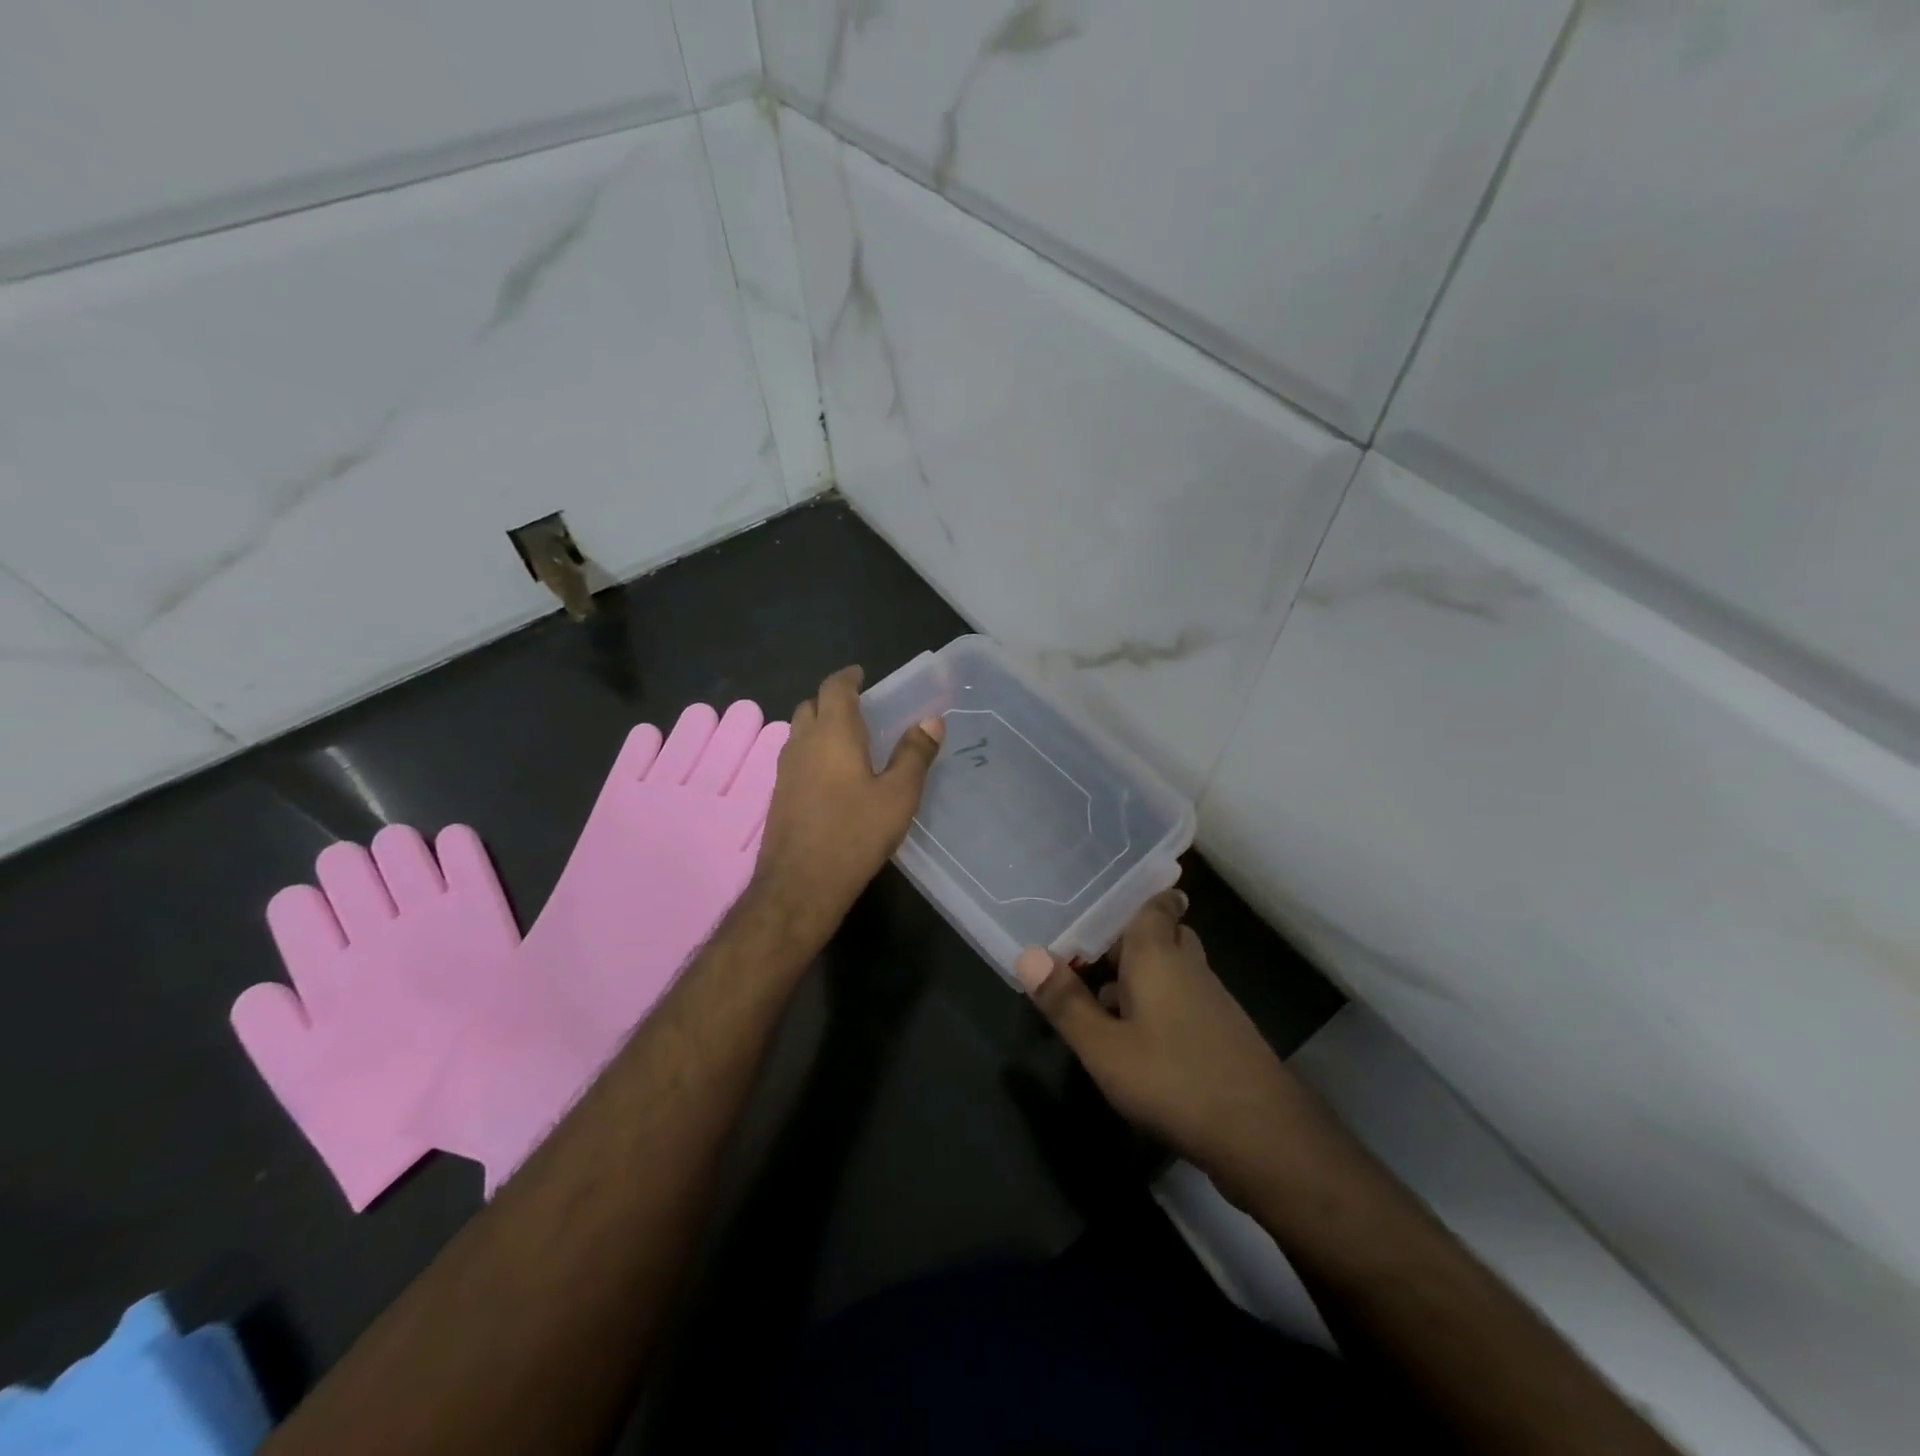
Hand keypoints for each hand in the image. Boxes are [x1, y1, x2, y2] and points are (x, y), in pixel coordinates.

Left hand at [746, 665, 943, 952]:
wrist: (800, 885)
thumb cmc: (854, 834)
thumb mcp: (898, 795)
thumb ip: (914, 755)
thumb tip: (931, 720)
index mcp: (832, 733)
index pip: (834, 688)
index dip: (848, 677)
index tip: (863, 675)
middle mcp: (802, 743)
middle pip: (811, 706)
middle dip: (833, 701)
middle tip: (862, 711)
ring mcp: (784, 770)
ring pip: (800, 732)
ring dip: (820, 727)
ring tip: (850, 742)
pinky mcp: (778, 795)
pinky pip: (796, 758)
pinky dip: (813, 752)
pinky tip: (833, 777)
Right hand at [1016, 890, 1299, 1199]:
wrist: (1263, 1138)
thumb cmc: (1174, 1080)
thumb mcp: (1104, 1048)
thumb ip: (1066, 1002)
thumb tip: (1028, 954)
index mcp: (1158, 955)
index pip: (1156, 903)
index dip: (1135, 896)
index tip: (1103, 897)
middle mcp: (1188, 967)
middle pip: (1160, 935)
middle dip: (1125, 941)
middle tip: (1086, 954)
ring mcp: (1210, 1000)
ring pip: (1170, 970)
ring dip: (1137, 977)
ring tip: (1096, 999)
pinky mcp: (1220, 1033)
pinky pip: (1181, 1000)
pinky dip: (1155, 1004)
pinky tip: (1132, 1039)